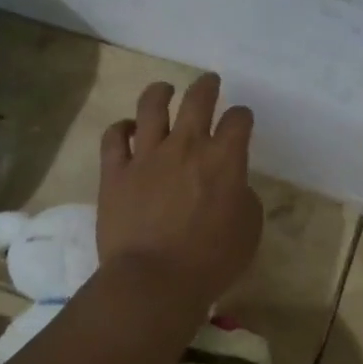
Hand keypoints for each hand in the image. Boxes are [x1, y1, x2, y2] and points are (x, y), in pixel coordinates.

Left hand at [98, 74, 263, 310]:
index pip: (238, 120)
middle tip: (209, 83)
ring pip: (151, 106)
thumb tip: (232, 185)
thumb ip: (243, 197)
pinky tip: (128, 129)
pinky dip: (122, 128)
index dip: (242, 116)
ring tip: (165, 90)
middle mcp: (186, 146)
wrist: (153, 281)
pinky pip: (114, 137)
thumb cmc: (210, 261)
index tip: (241, 121)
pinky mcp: (115, 172)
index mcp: (224, 159)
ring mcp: (146, 156)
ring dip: (161, 92)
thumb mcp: (248, 230)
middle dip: (206, 86)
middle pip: (198, 99)